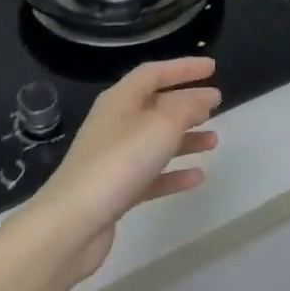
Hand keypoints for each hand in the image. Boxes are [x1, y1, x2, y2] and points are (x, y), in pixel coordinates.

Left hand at [28, 57, 220, 281]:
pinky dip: (174, 173)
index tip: (212, 67)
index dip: (183, 68)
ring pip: (156, 140)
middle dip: (186, 103)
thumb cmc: (119, 163)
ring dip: (185, 138)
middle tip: (216, 104)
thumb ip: (187, 108)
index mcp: (120, 100)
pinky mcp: (117, 190)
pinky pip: (152, 174)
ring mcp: (114, 158)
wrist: (73, 223)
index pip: (153, 73)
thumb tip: (205, 96)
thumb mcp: (161, 126)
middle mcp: (115, 124)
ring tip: (213, 141)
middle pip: (155, 105)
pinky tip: (197, 177)